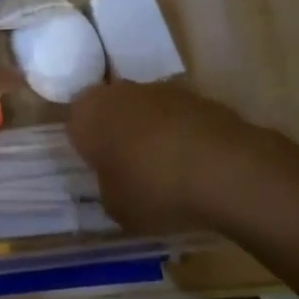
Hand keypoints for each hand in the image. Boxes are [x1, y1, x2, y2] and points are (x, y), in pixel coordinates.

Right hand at [68, 81, 298, 235]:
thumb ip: (107, 192)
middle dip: (117, 135)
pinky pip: (176, 117)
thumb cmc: (154, 189)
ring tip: (167, 170)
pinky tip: (195, 164)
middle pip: (110, 111)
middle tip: (130, 170)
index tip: (101, 172)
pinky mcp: (195, 95)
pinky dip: (181, 134)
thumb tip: (114, 185)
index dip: (87, 150)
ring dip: (150, 132)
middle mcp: (117, 93)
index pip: (75, 126)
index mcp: (87, 115)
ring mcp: (158, 89)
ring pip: (143, 111)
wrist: (224, 168)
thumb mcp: (117, 209)